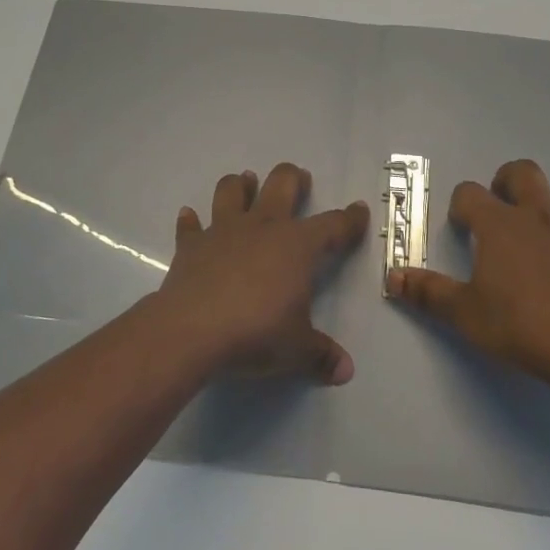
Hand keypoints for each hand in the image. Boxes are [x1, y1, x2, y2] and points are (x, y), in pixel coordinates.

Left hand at [151, 162, 367, 384]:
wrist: (192, 330)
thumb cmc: (256, 333)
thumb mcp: (297, 350)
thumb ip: (322, 356)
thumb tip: (346, 371)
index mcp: (297, 246)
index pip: (333, 225)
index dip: (350, 219)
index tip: (359, 210)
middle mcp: (262, 227)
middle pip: (281, 184)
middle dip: (293, 178)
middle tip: (300, 178)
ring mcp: (223, 231)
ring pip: (232, 190)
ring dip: (240, 184)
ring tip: (246, 182)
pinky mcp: (191, 245)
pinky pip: (190, 226)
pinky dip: (191, 221)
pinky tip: (190, 217)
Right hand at [385, 158, 549, 386]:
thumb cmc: (517, 324)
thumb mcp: (464, 313)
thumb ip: (428, 292)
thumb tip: (393, 276)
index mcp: (500, 225)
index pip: (470, 193)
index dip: (461, 205)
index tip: (461, 227)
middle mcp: (540, 218)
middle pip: (525, 173)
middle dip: (509, 181)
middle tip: (501, 206)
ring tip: (546, 229)